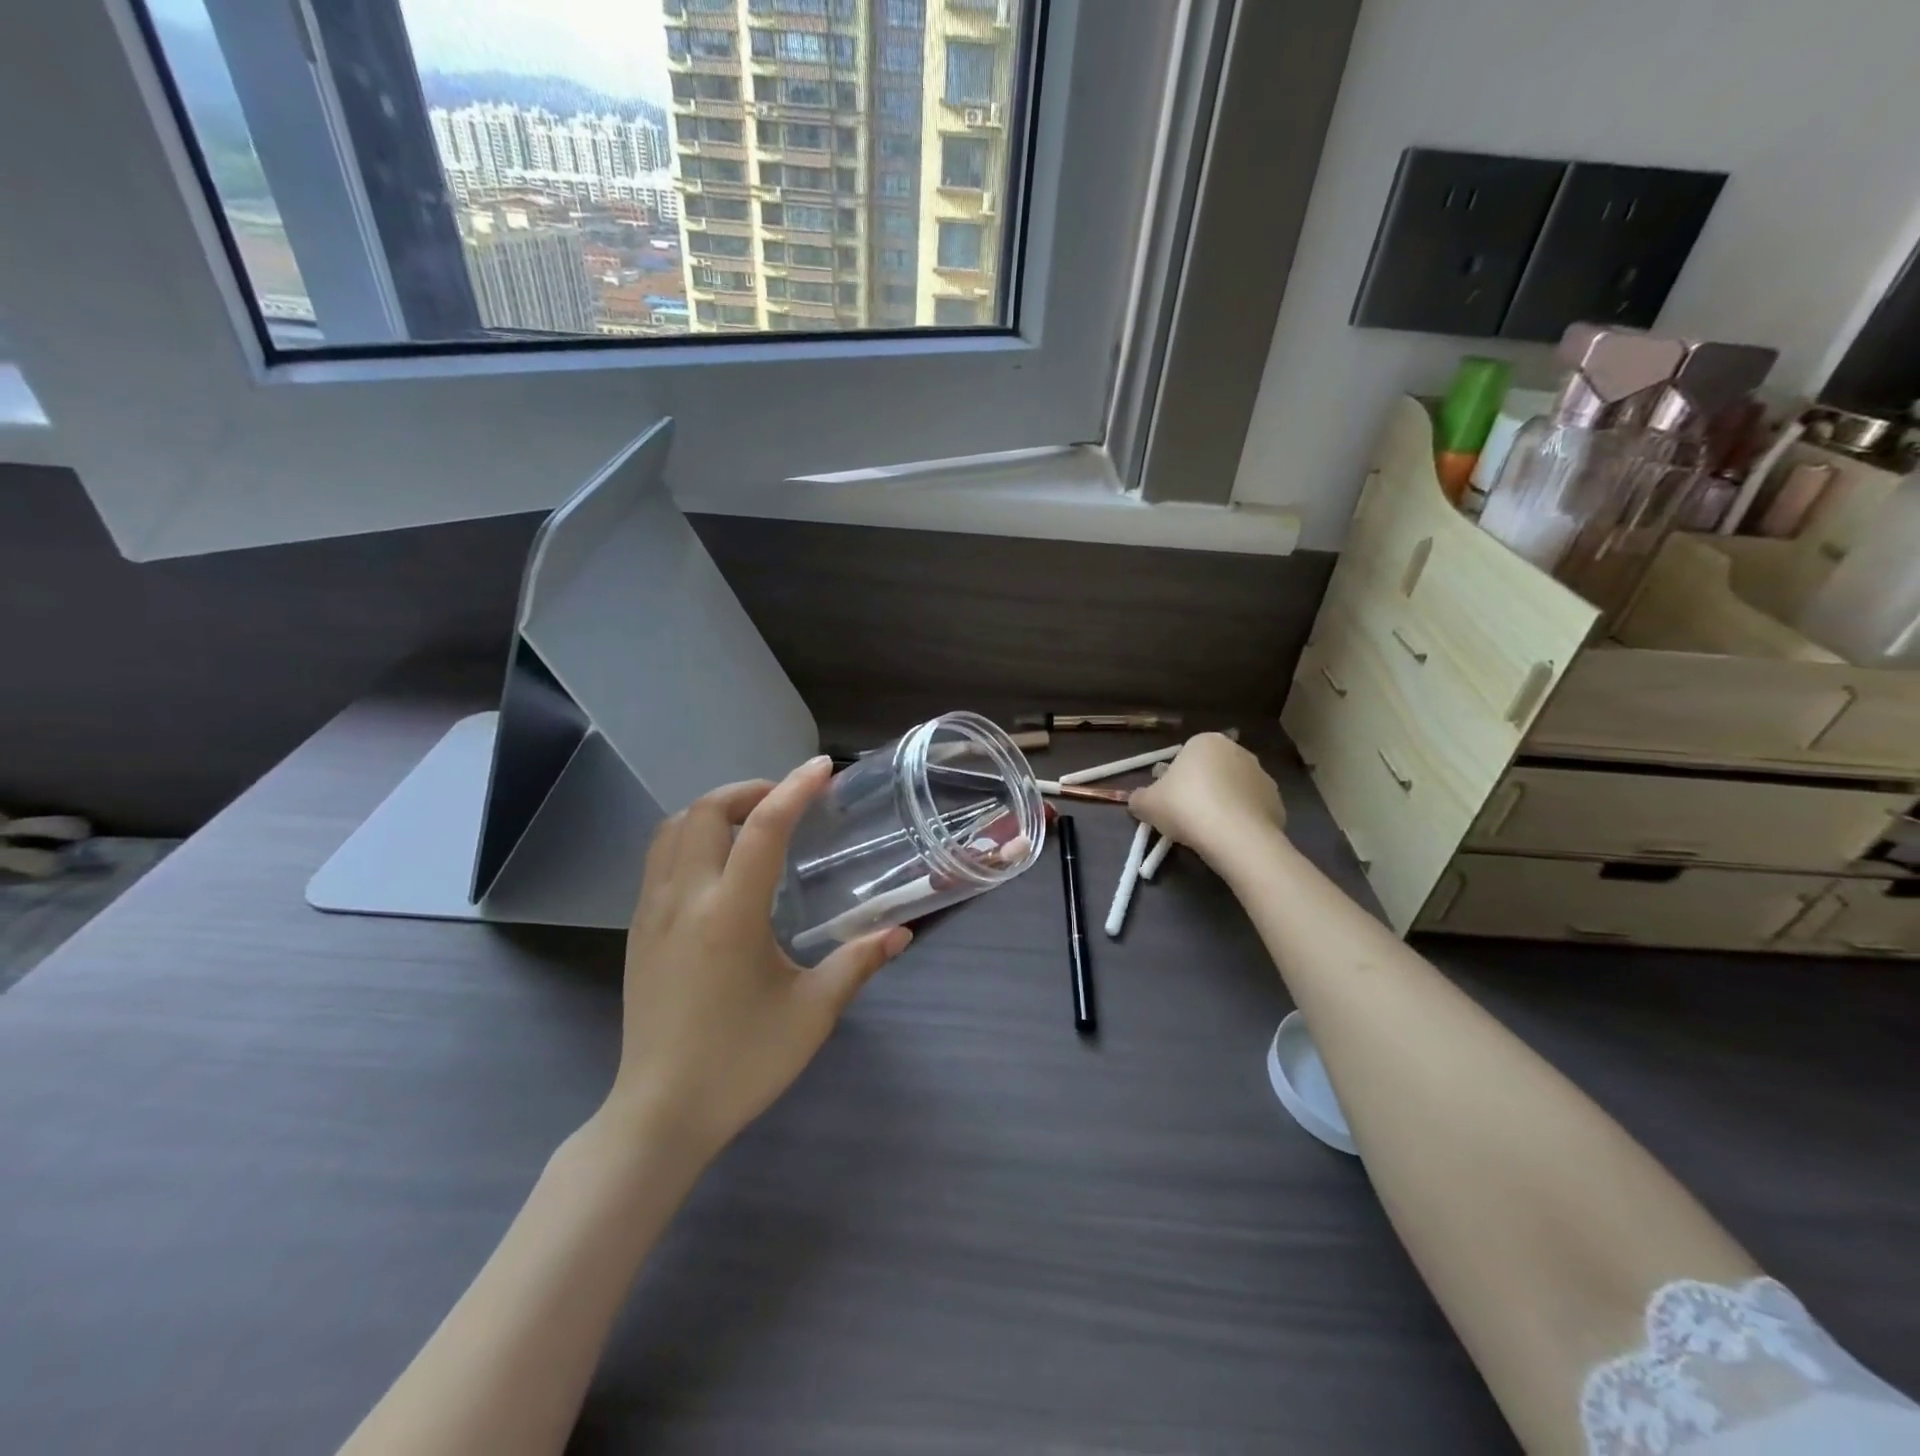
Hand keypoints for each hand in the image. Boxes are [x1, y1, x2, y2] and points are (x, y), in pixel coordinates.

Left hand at [604, 756, 911, 1159]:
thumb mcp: (812, 1014)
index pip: (763, 829)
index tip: (823, 768)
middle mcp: (684, 901)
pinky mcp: (638, 931)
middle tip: (786, 801)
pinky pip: (658, 858)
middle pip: (704, 812)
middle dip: (747, 791)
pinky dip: (689, 837)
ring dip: (713, 810)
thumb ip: (858, 963)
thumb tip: (901, 933)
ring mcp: (651, 913)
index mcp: (730, 915)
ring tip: (751, 823)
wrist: (660, 1115)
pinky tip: (719, 865)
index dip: (794, 789)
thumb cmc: (742, 1064)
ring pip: (672, 829)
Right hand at [1128, 733, 1285, 865]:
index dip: (1172, 779)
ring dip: (1221, 803)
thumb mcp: (1146, 804)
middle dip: (1199, 788)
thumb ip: (1138, 798)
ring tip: (1208, 830)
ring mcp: (1261, 775)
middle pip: (1211, 770)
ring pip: (1232, 789)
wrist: (1235, 836)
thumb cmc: (1185, 807)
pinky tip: (1229, 837)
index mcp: (1205, 742)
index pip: (1184, 757)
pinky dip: (1241, 819)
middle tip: (1184, 816)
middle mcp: (1237, 750)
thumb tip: (1138, 800)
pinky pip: (1251, 808)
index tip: (1167, 801)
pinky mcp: (1277, 800)